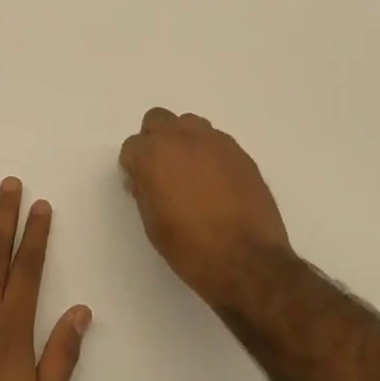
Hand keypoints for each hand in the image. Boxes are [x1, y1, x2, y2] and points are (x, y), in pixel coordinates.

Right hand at [118, 108, 293, 308]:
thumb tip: (144, 178)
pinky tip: (216, 182)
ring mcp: (215, 142)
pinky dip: (209, 153)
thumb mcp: (153, 224)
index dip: (133, 165)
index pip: (132, 145)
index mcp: (154, 155)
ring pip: (190, 124)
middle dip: (154, 139)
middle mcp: (183, 138)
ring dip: (184, 140)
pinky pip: (217, 141)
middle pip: (158, 119)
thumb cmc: (190, 248)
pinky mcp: (240, 153)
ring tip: (191, 172)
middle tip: (160, 169)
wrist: (246, 261)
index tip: (139, 183)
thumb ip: (144, 191)